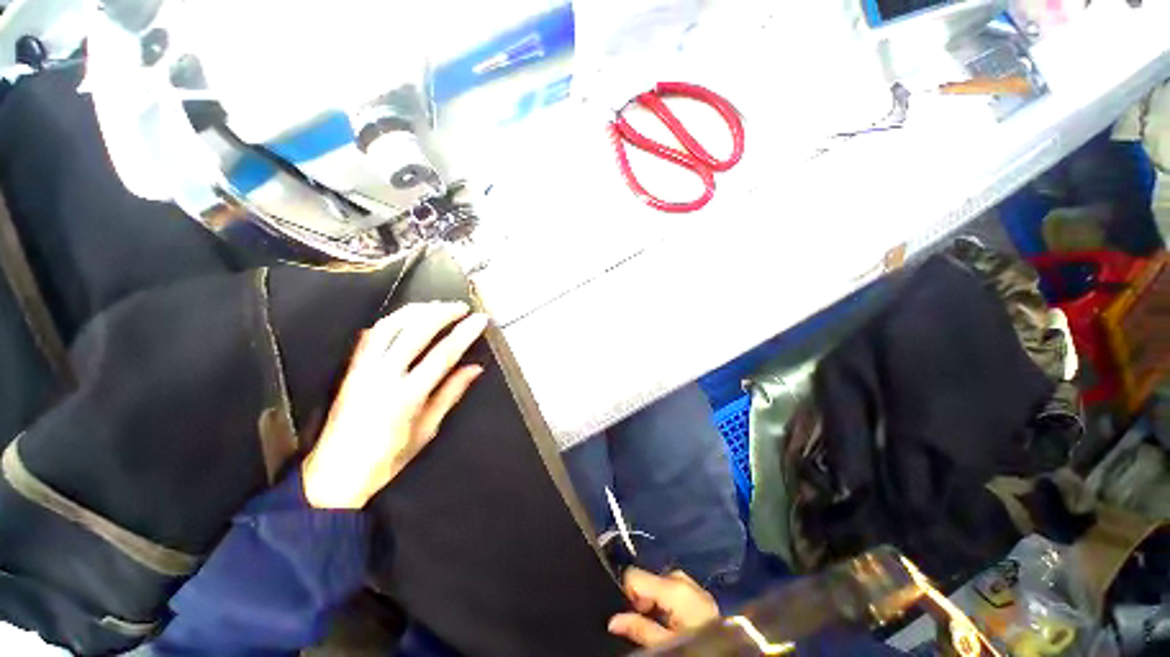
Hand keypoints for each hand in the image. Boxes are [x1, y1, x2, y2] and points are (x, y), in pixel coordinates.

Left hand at [302, 302, 488, 508]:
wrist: (336, 474)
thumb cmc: (387, 457)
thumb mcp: (427, 429)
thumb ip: (451, 394)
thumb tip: (474, 368)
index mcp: (406, 396)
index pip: (443, 354)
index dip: (464, 333)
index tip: (480, 319)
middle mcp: (383, 376)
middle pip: (416, 332)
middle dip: (442, 313)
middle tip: (461, 307)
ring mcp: (363, 370)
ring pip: (390, 326)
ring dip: (416, 311)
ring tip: (437, 306)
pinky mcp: (351, 369)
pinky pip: (371, 335)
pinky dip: (392, 321)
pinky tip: (405, 317)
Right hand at [608, 568, 719, 646]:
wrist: (729, 653)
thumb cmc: (695, 647)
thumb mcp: (663, 644)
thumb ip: (638, 628)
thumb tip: (612, 621)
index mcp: (672, 586)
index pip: (635, 574)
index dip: (628, 593)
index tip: (631, 613)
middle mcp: (682, 578)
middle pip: (649, 578)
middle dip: (644, 598)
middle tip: (648, 622)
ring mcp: (693, 584)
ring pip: (662, 583)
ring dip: (656, 600)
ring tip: (662, 624)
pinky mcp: (700, 593)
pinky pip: (676, 588)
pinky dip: (669, 601)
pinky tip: (674, 620)